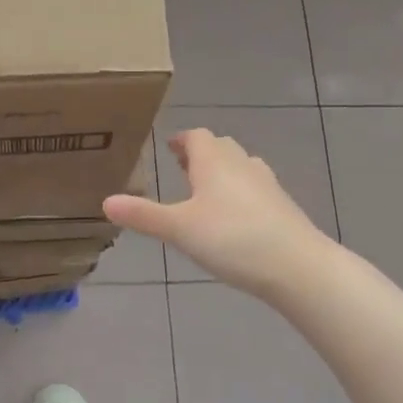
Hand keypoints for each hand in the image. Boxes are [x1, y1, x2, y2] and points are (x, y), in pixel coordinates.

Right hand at [104, 129, 332, 299]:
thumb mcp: (179, 229)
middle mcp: (242, 164)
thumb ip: (143, 215)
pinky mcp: (282, 206)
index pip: (197, 136)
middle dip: (200, 155)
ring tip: (204, 192)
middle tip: (181, 168)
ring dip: (221, 173)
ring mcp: (267, 185)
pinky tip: (232, 219)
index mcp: (214, 162)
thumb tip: (106, 201)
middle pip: (220, 148)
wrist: (296, 266)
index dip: (182, 140)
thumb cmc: (232, 239)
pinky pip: (254, 189)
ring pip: (240, 167)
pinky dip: (239, 194)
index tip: (168, 147)